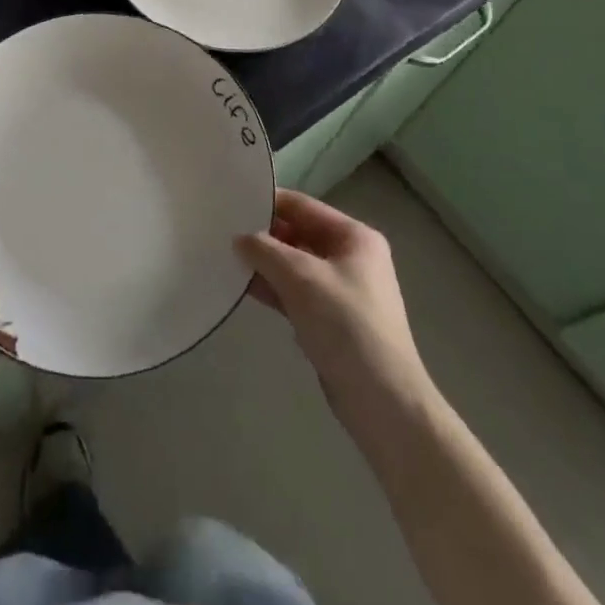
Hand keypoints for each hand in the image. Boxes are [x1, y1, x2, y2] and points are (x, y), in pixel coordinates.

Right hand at [237, 190, 432, 436]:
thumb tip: (240, 238)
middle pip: (299, 234)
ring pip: (295, 266)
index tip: (232, 203)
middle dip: (264, 236)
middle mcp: (351, 258)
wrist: (382, 401)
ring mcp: (342, 291)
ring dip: (265, 264)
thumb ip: (266, 250)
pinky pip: (296, 293)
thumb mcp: (301, 277)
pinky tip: (243, 287)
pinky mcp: (331, 321)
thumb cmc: (345, 324)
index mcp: (354, 237)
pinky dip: (274, 289)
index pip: (303, 206)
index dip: (268, 203)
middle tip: (223, 232)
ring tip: (226, 257)